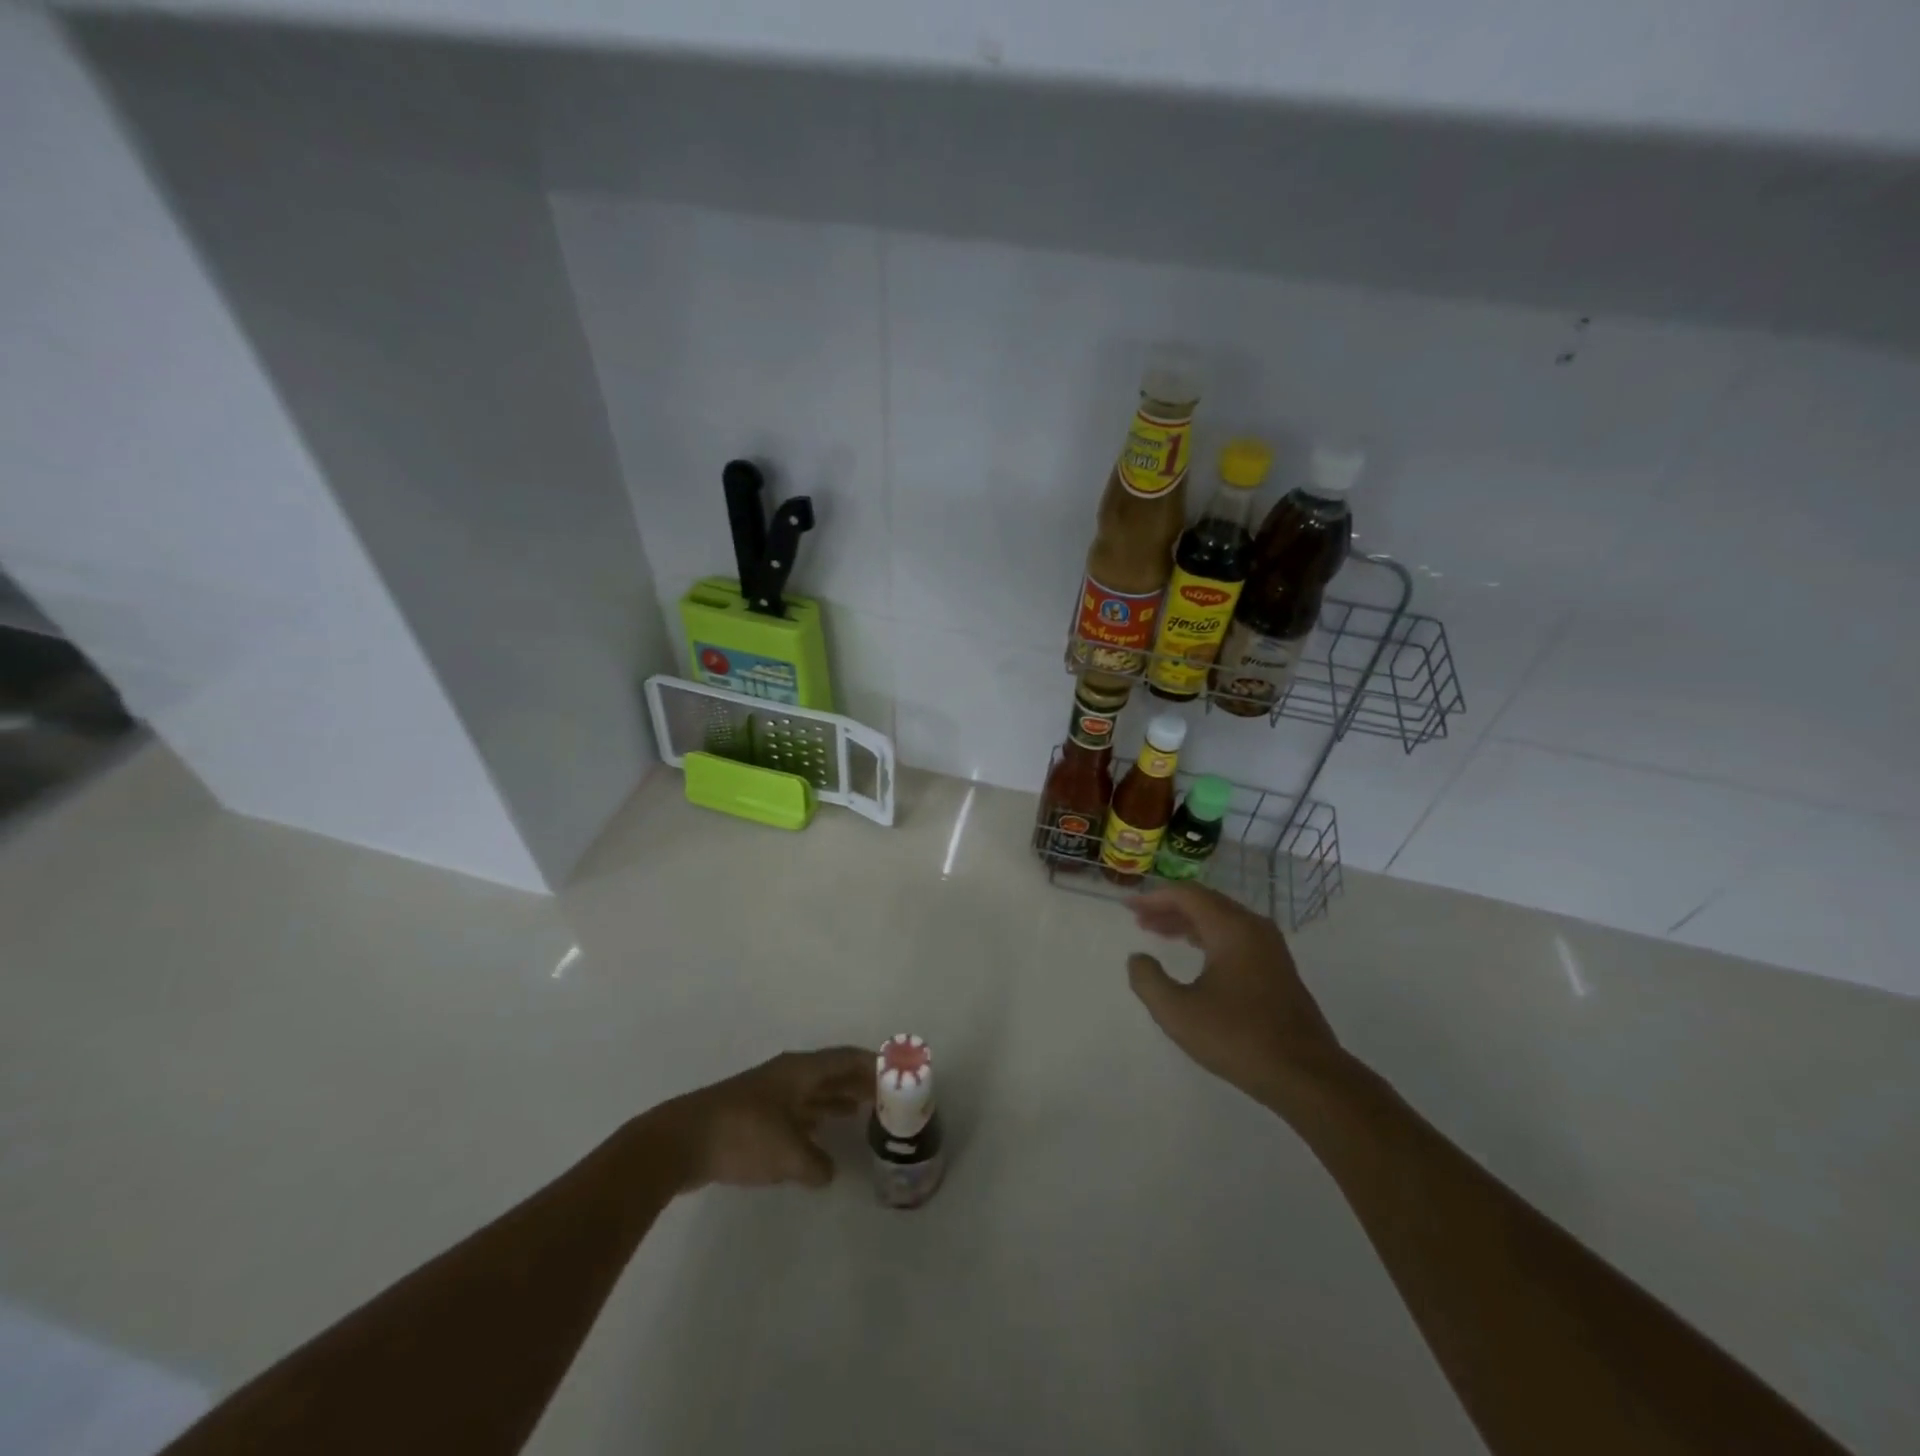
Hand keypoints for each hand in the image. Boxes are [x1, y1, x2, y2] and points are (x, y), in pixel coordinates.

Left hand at [647, 1048, 872, 1190]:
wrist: (682, 1142)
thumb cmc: (743, 1136)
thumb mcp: (789, 1154)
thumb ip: (816, 1164)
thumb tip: (827, 1172)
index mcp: (801, 1071)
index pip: (847, 1059)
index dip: (874, 1064)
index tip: (898, 1073)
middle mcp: (789, 1075)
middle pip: (832, 1072)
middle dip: (859, 1082)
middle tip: (886, 1098)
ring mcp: (770, 1094)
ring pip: (814, 1091)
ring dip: (837, 1099)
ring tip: (862, 1113)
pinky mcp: (754, 1114)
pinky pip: (797, 1109)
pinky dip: (815, 1118)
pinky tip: (820, 1135)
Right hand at [1128, 883, 1343, 1106]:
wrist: (1306, 1075)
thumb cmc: (1237, 1038)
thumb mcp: (1177, 1013)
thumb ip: (1148, 980)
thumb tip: (1138, 958)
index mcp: (1231, 928)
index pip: (1187, 895)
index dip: (1153, 897)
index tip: (1128, 906)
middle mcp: (1253, 928)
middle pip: (1205, 902)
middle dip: (1169, 908)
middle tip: (1139, 920)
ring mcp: (1270, 948)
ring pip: (1222, 919)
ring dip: (1188, 923)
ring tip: (1158, 934)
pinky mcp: (1278, 968)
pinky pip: (1235, 936)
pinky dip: (1208, 937)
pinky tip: (1195, 954)